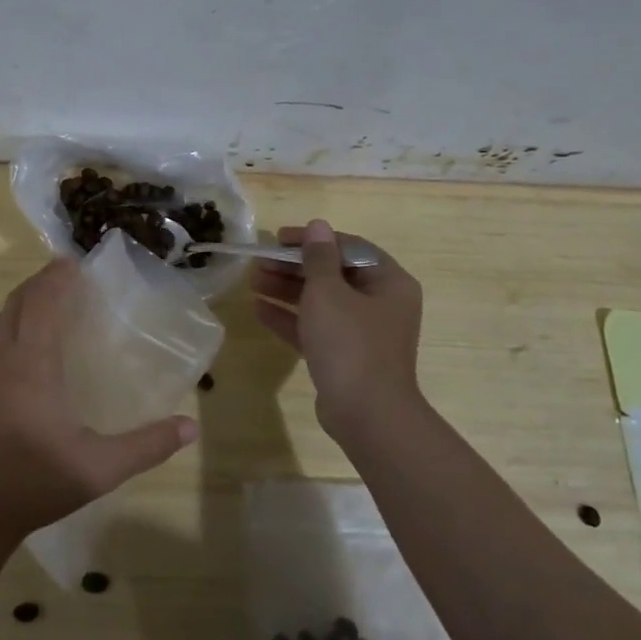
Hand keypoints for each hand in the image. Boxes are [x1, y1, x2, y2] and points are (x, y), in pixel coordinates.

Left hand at [0, 258, 199, 546]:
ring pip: (0, 320)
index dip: (56, 278)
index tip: (76, 262)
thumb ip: (147, 446)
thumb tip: (191, 427)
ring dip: (24, 301)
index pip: (41, 303)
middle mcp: (4, 360)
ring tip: (50, 300)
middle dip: (40, 282)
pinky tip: (30, 344)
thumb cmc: (36, 483)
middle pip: (17, 303)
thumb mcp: (99, 469)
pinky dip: (12, 323)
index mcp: (31, 366)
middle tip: (69, 276)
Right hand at [251, 219, 426, 441]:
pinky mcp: (344, 357)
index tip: (278, 239)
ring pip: (321, 302)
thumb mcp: (329, 293)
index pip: (347, 248)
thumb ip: (319, 257)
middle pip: (332, 275)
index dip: (312, 240)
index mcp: (388, 282)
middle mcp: (380, 304)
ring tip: (252, 281)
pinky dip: (289, 318)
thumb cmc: (351, 343)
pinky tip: (258, 309)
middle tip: (259, 262)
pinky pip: (315, 328)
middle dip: (293, 268)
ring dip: (287, 290)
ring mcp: (362, 333)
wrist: (367, 415)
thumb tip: (318, 225)